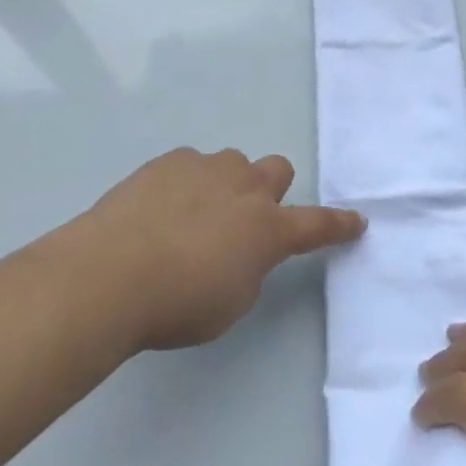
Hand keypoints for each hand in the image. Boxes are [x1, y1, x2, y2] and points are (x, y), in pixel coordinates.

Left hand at [82, 147, 364, 351]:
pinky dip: (186, 184)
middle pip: (277, 170)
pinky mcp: (169, 161)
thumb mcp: (230, 304)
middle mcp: (244, 187)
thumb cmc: (176, 304)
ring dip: (225, 186)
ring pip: (232, 164)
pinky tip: (158, 211)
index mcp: (267, 229)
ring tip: (191, 217)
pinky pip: (191, 165)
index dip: (338, 225)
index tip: (357, 221)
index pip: (317, 224)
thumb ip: (248, 270)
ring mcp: (206, 167)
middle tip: (244, 220)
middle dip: (269, 191)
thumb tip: (240, 250)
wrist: (109, 274)